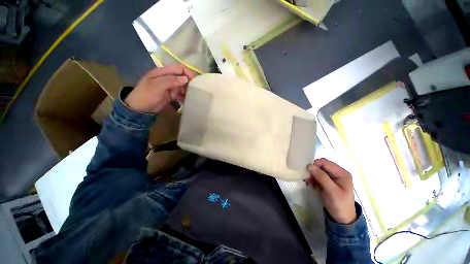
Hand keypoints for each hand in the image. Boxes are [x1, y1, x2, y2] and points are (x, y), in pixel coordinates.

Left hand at [124, 64, 197, 112]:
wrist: (140, 110)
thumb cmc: (146, 95)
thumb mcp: (157, 86)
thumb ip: (171, 81)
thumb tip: (186, 79)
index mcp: (162, 72)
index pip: (178, 68)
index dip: (187, 73)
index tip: (195, 81)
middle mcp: (167, 78)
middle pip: (182, 77)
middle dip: (188, 83)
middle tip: (193, 91)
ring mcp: (169, 87)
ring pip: (182, 86)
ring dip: (187, 91)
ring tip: (191, 97)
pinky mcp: (171, 95)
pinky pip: (180, 94)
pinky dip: (185, 97)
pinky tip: (188, 101)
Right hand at [305, 158, 356, 223]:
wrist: (341, 218)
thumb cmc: (339, 204)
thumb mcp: (331, 191)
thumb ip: (321, 177)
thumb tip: (309, 165)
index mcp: (342, 173)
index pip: (325, 162)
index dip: (315, 165)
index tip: (307, 172)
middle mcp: (337, 173)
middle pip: (321, 165)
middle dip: (312, 170)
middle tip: (306, 177)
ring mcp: (332, 177)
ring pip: (318, 170)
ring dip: (311, 174)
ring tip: (307, 181)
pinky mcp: (327, 181)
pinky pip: (317, 175)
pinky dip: (312, 178)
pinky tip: (309, 183)